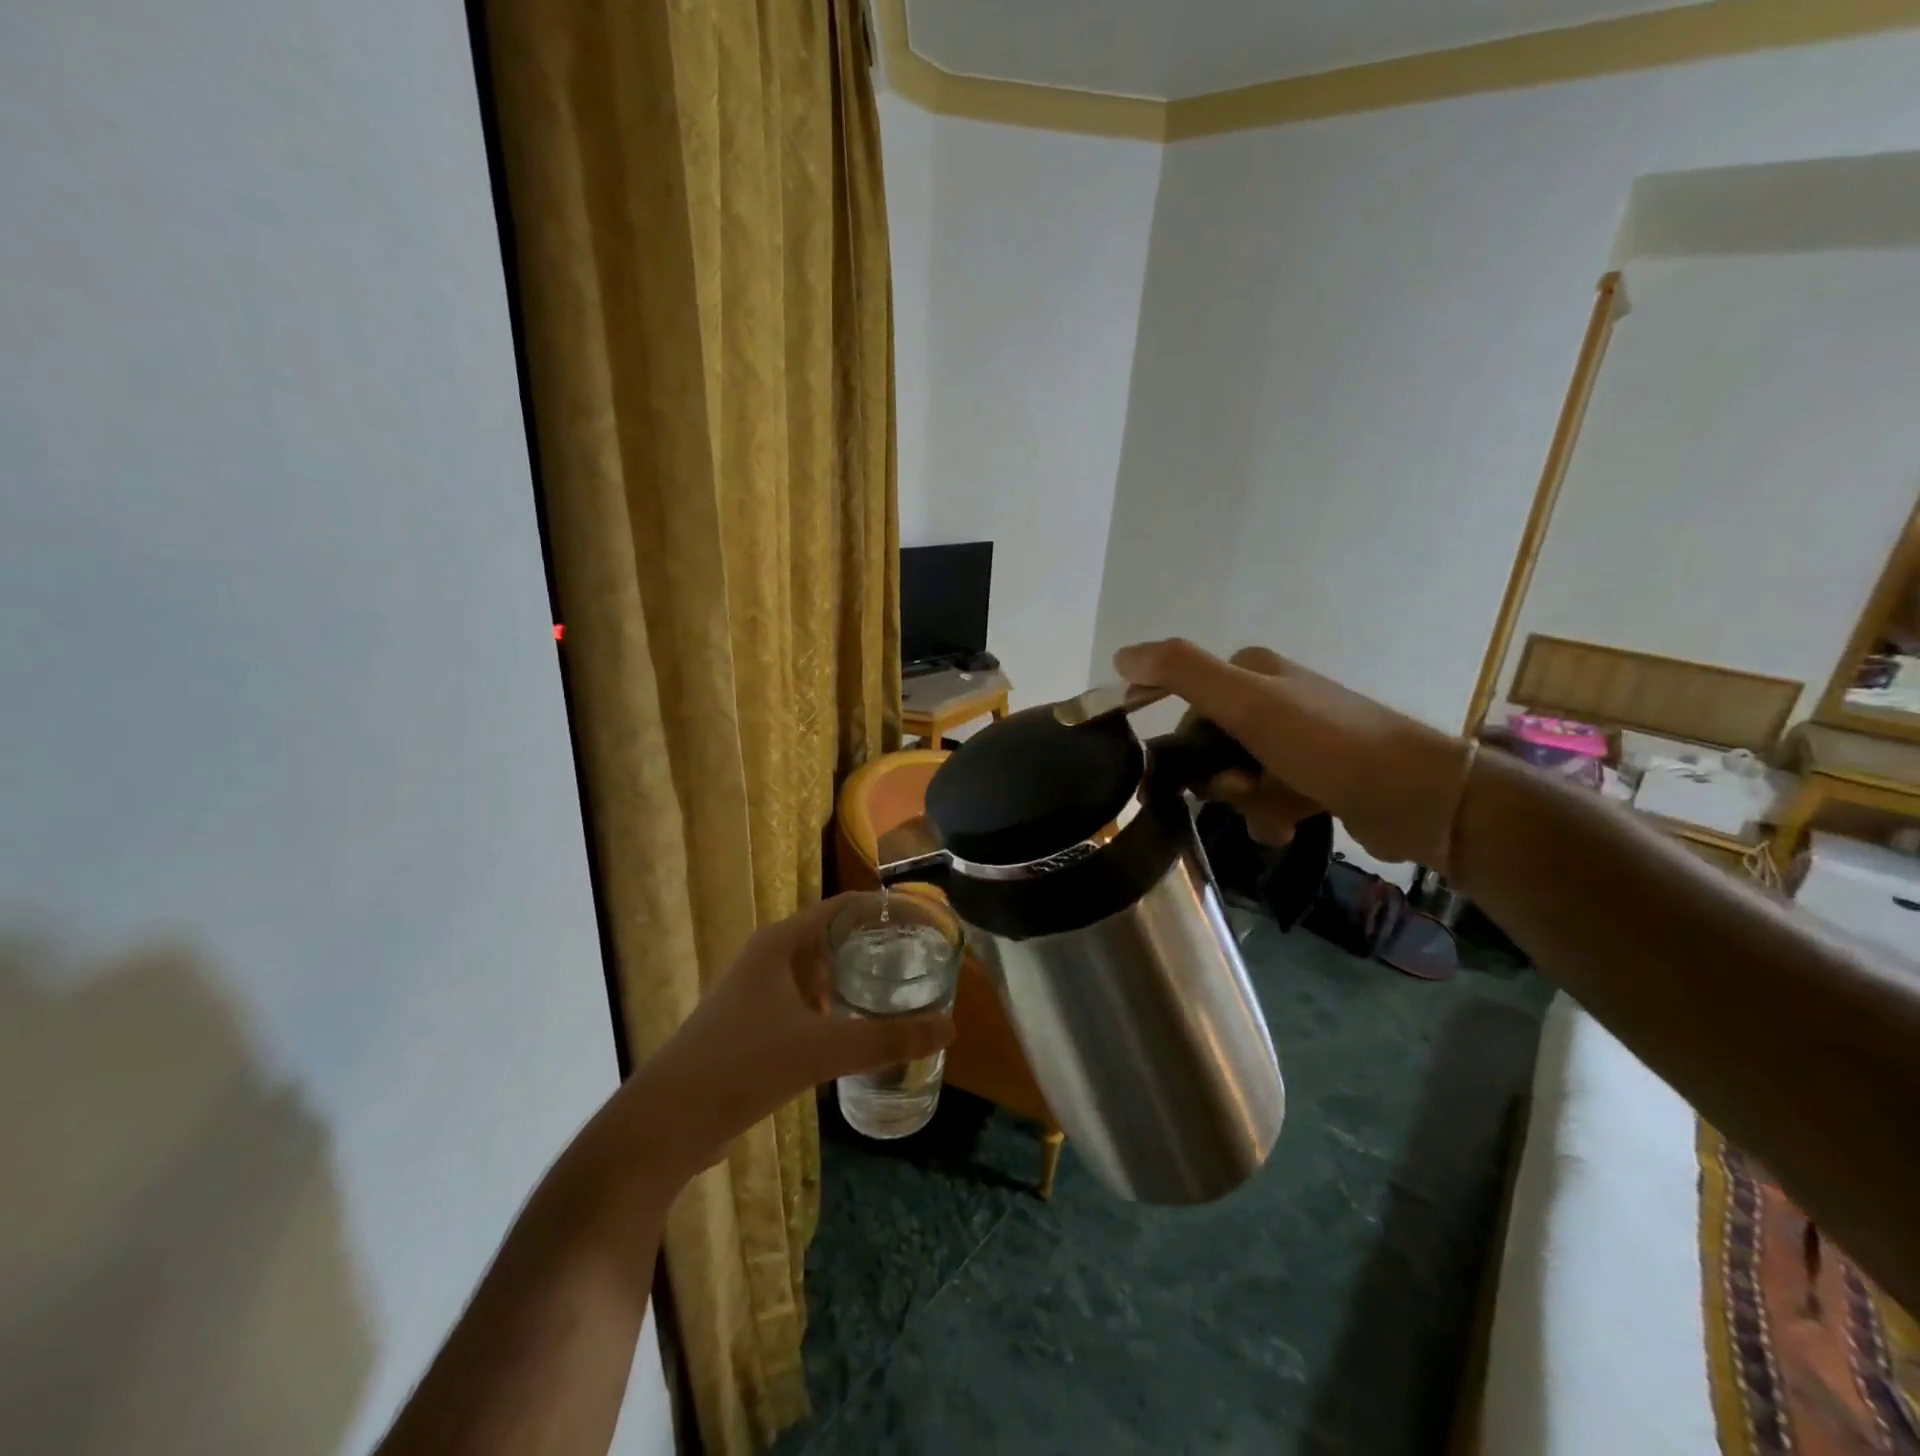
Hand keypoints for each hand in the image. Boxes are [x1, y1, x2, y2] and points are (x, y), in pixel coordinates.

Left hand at [625, 893, 954, 1180]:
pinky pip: (808, 1007)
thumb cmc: (741, 1065)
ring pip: (820, 975)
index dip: (884, 910)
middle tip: (925, 961)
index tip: (925, 922)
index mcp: (781, 944)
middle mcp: (770, 960)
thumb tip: (949, 1028)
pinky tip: (863, 1033)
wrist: (665, 1125)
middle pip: (834, 939)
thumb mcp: (820, 1049)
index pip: (844, 907)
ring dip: (857, 982)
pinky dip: (838, 1011)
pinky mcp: (755, 1029)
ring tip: (904, 993)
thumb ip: (886, 1038)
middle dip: (877, 948)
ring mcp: (759, 995)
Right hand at [1115, 640, 1473, 868]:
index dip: (1180, 743)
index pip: (1185, 706)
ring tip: (1274, 814)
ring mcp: (1296, 739)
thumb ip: (1181, 672)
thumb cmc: (1324, 744)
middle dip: (1218, 778)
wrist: (1416, 797)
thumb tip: (1120, 654)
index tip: (1181, 773)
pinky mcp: (1314, 776)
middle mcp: (1272, 698)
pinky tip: (1286, 827)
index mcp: (1251, 671)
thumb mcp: (1246, 701)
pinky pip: (1267, 799)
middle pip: (1209, 746)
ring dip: (1245, 802)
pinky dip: (1270, 816)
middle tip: (1240, 789)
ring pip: (1236, 776)